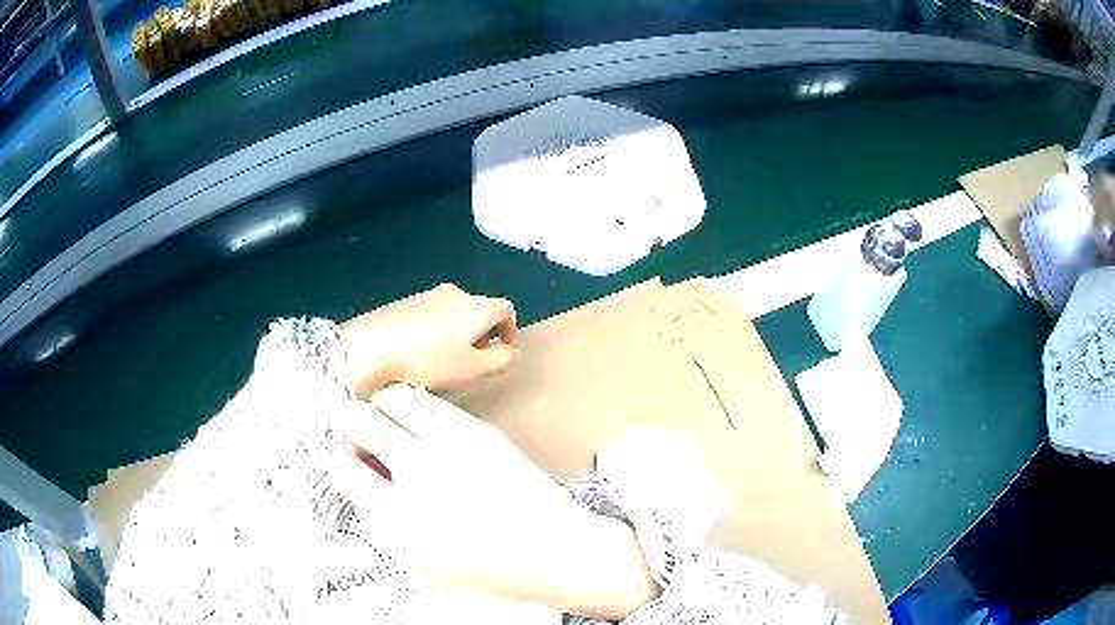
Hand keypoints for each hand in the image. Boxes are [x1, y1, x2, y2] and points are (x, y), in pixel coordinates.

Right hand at [333, 385, 657, 617]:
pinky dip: (411, 404)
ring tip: (380, 418)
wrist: (549, 550)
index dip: (338, 461)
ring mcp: (449, 443)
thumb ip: (380, 521)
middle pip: (359, 420)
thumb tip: (362, 481)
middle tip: (349, 429)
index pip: (343, 467)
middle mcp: (416, 469)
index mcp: (396, 513)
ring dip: (377, 407)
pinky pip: (429, 402)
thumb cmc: (483, 568)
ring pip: (393, 400)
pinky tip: (412, 417)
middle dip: (344, 421)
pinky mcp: (477, 429)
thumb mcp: (418, 562)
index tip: (343, 461)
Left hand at [341, 284, 517, 397]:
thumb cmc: (429, 361)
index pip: (506, 309)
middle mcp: (456, 293)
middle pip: (479, 309)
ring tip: (445, 359)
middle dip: (482, 333)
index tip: (504, 350)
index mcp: (477, 306)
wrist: (372, 347)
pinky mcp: (404, 302)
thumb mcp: (473, 369)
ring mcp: (427, 294)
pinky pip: (430, 314)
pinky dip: (435, 330)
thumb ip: (501, 360)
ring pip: (453, 312)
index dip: (510, 330)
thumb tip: (512, 351)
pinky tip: (419, 352)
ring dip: (458, 332)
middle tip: (474, 360)